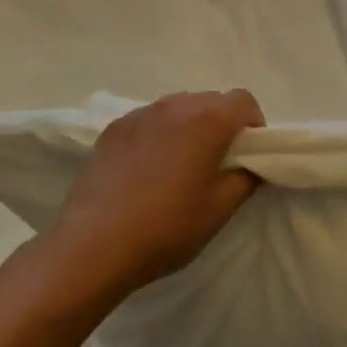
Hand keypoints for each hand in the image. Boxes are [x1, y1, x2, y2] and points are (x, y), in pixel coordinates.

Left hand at [46, 90, 265, 297]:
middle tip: (218, 162)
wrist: (92, 246)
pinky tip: (148, 170)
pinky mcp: (114, 128)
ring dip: (190, 126)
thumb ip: (246, 179)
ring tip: (181, 165)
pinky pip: (150, 120)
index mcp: (207, 120)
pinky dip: (160, 134)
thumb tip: (252, 164)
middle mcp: (175, 106)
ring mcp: (140, 114)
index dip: (254, 124)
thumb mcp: (219, 210)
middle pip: (212, 100)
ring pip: (179, 108)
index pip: (244, 101)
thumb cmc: (166, 228)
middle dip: (223, 123)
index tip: (248, 154)